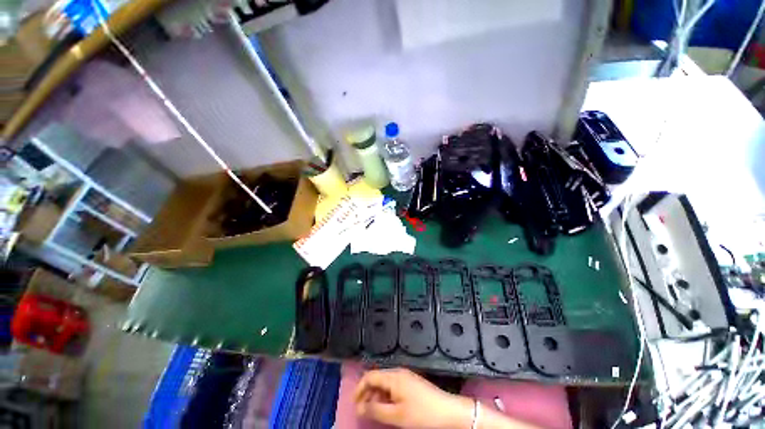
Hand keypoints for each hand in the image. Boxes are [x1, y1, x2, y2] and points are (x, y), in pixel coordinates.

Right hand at [354, 368, 473, 428]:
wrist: (448, 411)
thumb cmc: (421, 413)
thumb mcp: (396, 415)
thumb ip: (376, 410)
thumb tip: (360, 407)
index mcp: (393, 376)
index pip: (370, 376)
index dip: (359, 388)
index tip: (354, 404)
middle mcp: (398, 372)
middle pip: (377, 378)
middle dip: (367, 393)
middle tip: (362, 411)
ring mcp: (406, 377)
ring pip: (385, 383)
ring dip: (376, 396)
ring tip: (373, 412)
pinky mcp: (411, 383)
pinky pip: (393, 386)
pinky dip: (386, 396)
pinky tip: (387, 408)